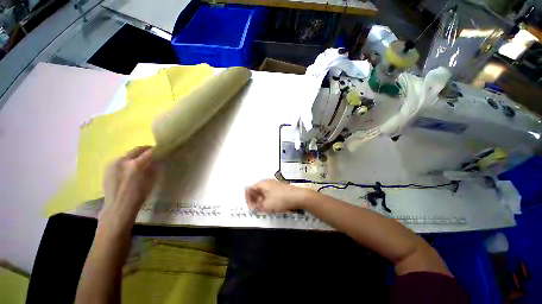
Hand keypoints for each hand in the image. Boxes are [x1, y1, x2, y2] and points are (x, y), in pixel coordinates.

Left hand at [100, 146, 156, 229]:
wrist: (118, 207)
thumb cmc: (138, 196)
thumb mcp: (151, 181)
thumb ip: (154, 167)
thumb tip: (157, 159)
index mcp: (136, 165)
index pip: (149, 152)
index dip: (157, 150)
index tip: (161, 150)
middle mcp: (123, 161)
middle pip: (137, 149)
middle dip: (146, 149)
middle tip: (152, 152)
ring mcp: (113, 163)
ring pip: (128, 154)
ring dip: (136, 155)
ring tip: (141, 161)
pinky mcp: (107, 168)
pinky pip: (120, 160)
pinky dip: (127, 160)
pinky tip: (130, 168)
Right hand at [245, 179, 308, 212]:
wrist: (298, 196)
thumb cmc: (280, 200)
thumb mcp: (266, 205)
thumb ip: (257, 206)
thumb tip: (253, 206)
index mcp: (262, 183)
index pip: (250, 189)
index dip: (248, 198)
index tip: (249, 207)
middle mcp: (267, 182)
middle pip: (256, 190)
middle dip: (254, 199)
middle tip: (255, 209)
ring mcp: (273, 184)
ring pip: (263, 192)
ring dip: (260, 200)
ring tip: (262, 208)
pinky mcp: (279, 188)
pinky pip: (269, 193)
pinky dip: (267, 199)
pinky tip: (269, 205)